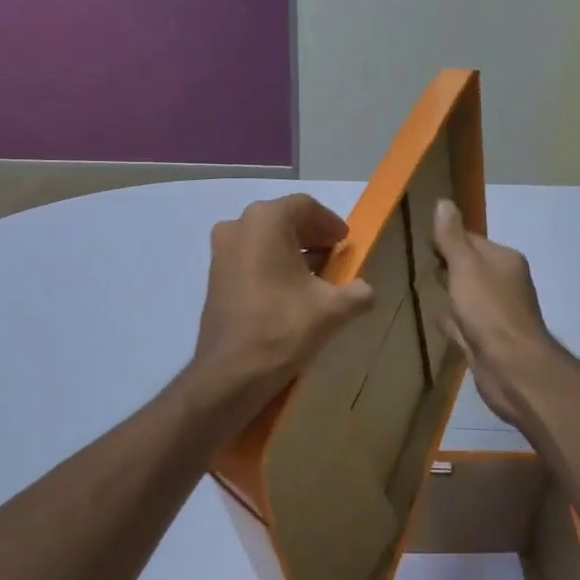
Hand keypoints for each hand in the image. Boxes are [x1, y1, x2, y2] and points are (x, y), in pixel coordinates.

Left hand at [189, 194, 375, 419]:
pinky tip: (289, 293)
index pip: (306, 207)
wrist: (231, 372)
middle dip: (312, 237)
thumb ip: (358, 292)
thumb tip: (365, 291)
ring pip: (264, 240)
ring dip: (292, 253)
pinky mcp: (214, 277)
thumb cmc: (283, 328)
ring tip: (316, 278)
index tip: (345, 243)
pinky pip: (250, 259)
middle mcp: (238, 226)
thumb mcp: (333, 310)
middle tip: (335, 258)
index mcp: (266, 221)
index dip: (330, 223)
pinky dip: (272, 266)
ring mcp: (221, 252)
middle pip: (283, 221)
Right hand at [432, 199, 563, 427]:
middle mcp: (505, 284)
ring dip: (450, 294)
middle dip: (448, 265)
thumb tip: (444, 202)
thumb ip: (452, 238)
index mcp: (504, 261)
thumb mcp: (465, 268)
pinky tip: (436, 321)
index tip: (420, 240)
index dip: (446, 239)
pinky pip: (465, 323)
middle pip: (470, 268)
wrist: (512, 368)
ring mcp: (497, 314)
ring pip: (467, 297)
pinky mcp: (488, 340)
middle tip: (417, 263)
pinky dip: (452, 321)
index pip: (470, 240)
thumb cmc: (489, 311)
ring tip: (423, 289)